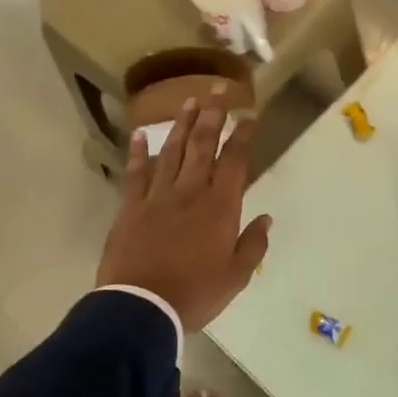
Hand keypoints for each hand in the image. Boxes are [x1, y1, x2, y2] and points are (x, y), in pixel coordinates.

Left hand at [97, 92, 272, 333]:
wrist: (141, 307)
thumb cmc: (195, 294)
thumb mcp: (235, 276)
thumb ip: (253, 245)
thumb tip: (266, 218)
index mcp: (220, 207)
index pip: (234, 161)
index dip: (243, 136)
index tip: (250, 116)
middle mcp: (190, 192)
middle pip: (202, 145)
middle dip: (213, 115)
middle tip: (218, 89)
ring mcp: (158, 196)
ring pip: (172, 151)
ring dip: (182, 124)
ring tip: (190, 101)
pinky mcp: (131, 207)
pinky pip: (136, 174)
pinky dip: (138, 153)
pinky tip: (140, 135)